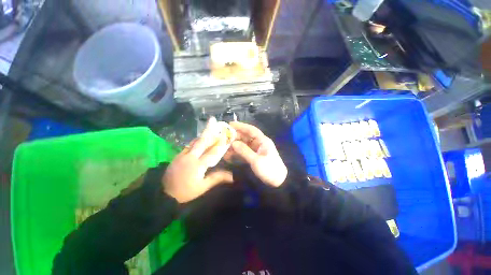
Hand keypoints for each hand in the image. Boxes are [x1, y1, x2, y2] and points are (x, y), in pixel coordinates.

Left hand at [163, 117, 232, 202]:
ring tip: (209, 127)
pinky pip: (189, 146)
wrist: (164, 195)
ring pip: (194, 142)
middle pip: (201, 141)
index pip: (212, 152)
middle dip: (208, 130)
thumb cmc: (186, 192)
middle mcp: (190, 157)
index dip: (220, 143)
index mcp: (198, 165)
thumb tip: (232, 176)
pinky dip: (196, 141)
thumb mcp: (203, 187)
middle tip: (213, 120)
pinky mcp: (178, 156)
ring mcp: (182, 155)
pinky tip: (199, 140)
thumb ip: (217, 178)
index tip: (226, 135)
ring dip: (203, 135)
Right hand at [229, 121, 286, 186]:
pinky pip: (244, 152)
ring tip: (224, 147)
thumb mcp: (256, 160)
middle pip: (246, 137)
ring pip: (244, 144)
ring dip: (235, 145)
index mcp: (262, 141)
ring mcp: (256, 150)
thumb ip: (244, 151)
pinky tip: (229, 155)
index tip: (230, 124)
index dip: (241, 126)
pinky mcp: (254, 156)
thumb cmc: (269, 169)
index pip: (251, 130)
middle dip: (235, 137)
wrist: (278, 182)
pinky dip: (237, 153)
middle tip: (224, 137)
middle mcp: (259, 143)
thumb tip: (233, 143)